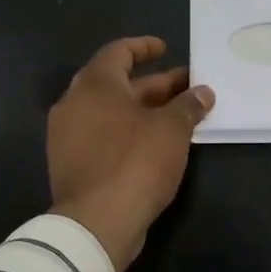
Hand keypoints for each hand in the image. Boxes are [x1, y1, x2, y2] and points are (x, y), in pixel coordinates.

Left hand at [48, 36, 213, 271]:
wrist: (97, 224)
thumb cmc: (135, 162)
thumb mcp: (172, 129)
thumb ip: (188, 105)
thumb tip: (203, 92)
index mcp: (94, 85)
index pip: (118, 52)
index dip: (144, 47)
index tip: (166, 49)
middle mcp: (74, 105)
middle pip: (117, 84)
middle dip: (155, 84)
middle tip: (187, 86)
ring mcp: (68, 137)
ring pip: (111, 113)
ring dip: (145, 110)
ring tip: (179, 116)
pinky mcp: (72, 165)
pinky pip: (104, 136)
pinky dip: (129, 132)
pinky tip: (157, 144)